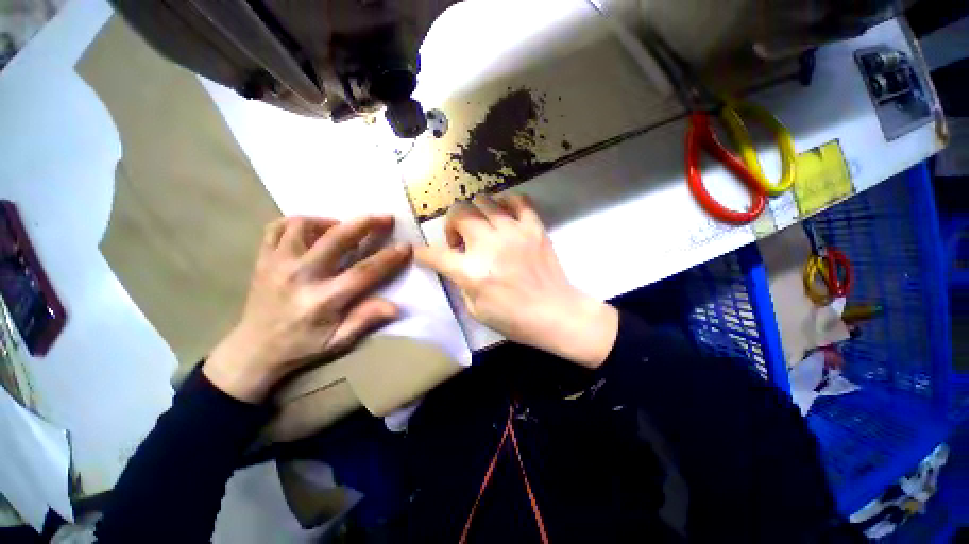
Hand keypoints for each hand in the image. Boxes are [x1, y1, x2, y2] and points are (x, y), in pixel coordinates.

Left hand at [204, 215, 411, 401]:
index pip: (363, 273)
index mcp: (323, 300)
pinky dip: (297, 222)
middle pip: (336, 239)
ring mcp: (278, 264)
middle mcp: (300, 276)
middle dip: (365, 224)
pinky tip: (312, 229)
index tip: (405, 246)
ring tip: (343, 227)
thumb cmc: (303, 346)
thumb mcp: (338, 341)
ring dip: (329, 221)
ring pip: (303, 226)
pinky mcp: (263, 259)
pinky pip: (277, 228)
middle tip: (385, 217)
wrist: (253, 350)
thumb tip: (397, 307)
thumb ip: (366, 320)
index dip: (388, 258)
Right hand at [415, 194, 617, 367]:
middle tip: (461, 241)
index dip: (423, 253)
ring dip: (476, 213)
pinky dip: (507, 203)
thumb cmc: (514, 318)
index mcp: (472, 271)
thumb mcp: (476, 309)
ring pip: (484, 200)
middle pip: (458, 213)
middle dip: (452, 225)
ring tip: (483, 228)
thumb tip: (456, 264)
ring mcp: (513, 232)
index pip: (435, 254)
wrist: (556, 313)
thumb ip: (461, 282)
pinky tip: (505, 216)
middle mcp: (489, 245)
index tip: (421, 252)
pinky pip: (518, 200)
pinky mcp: (534, 227)